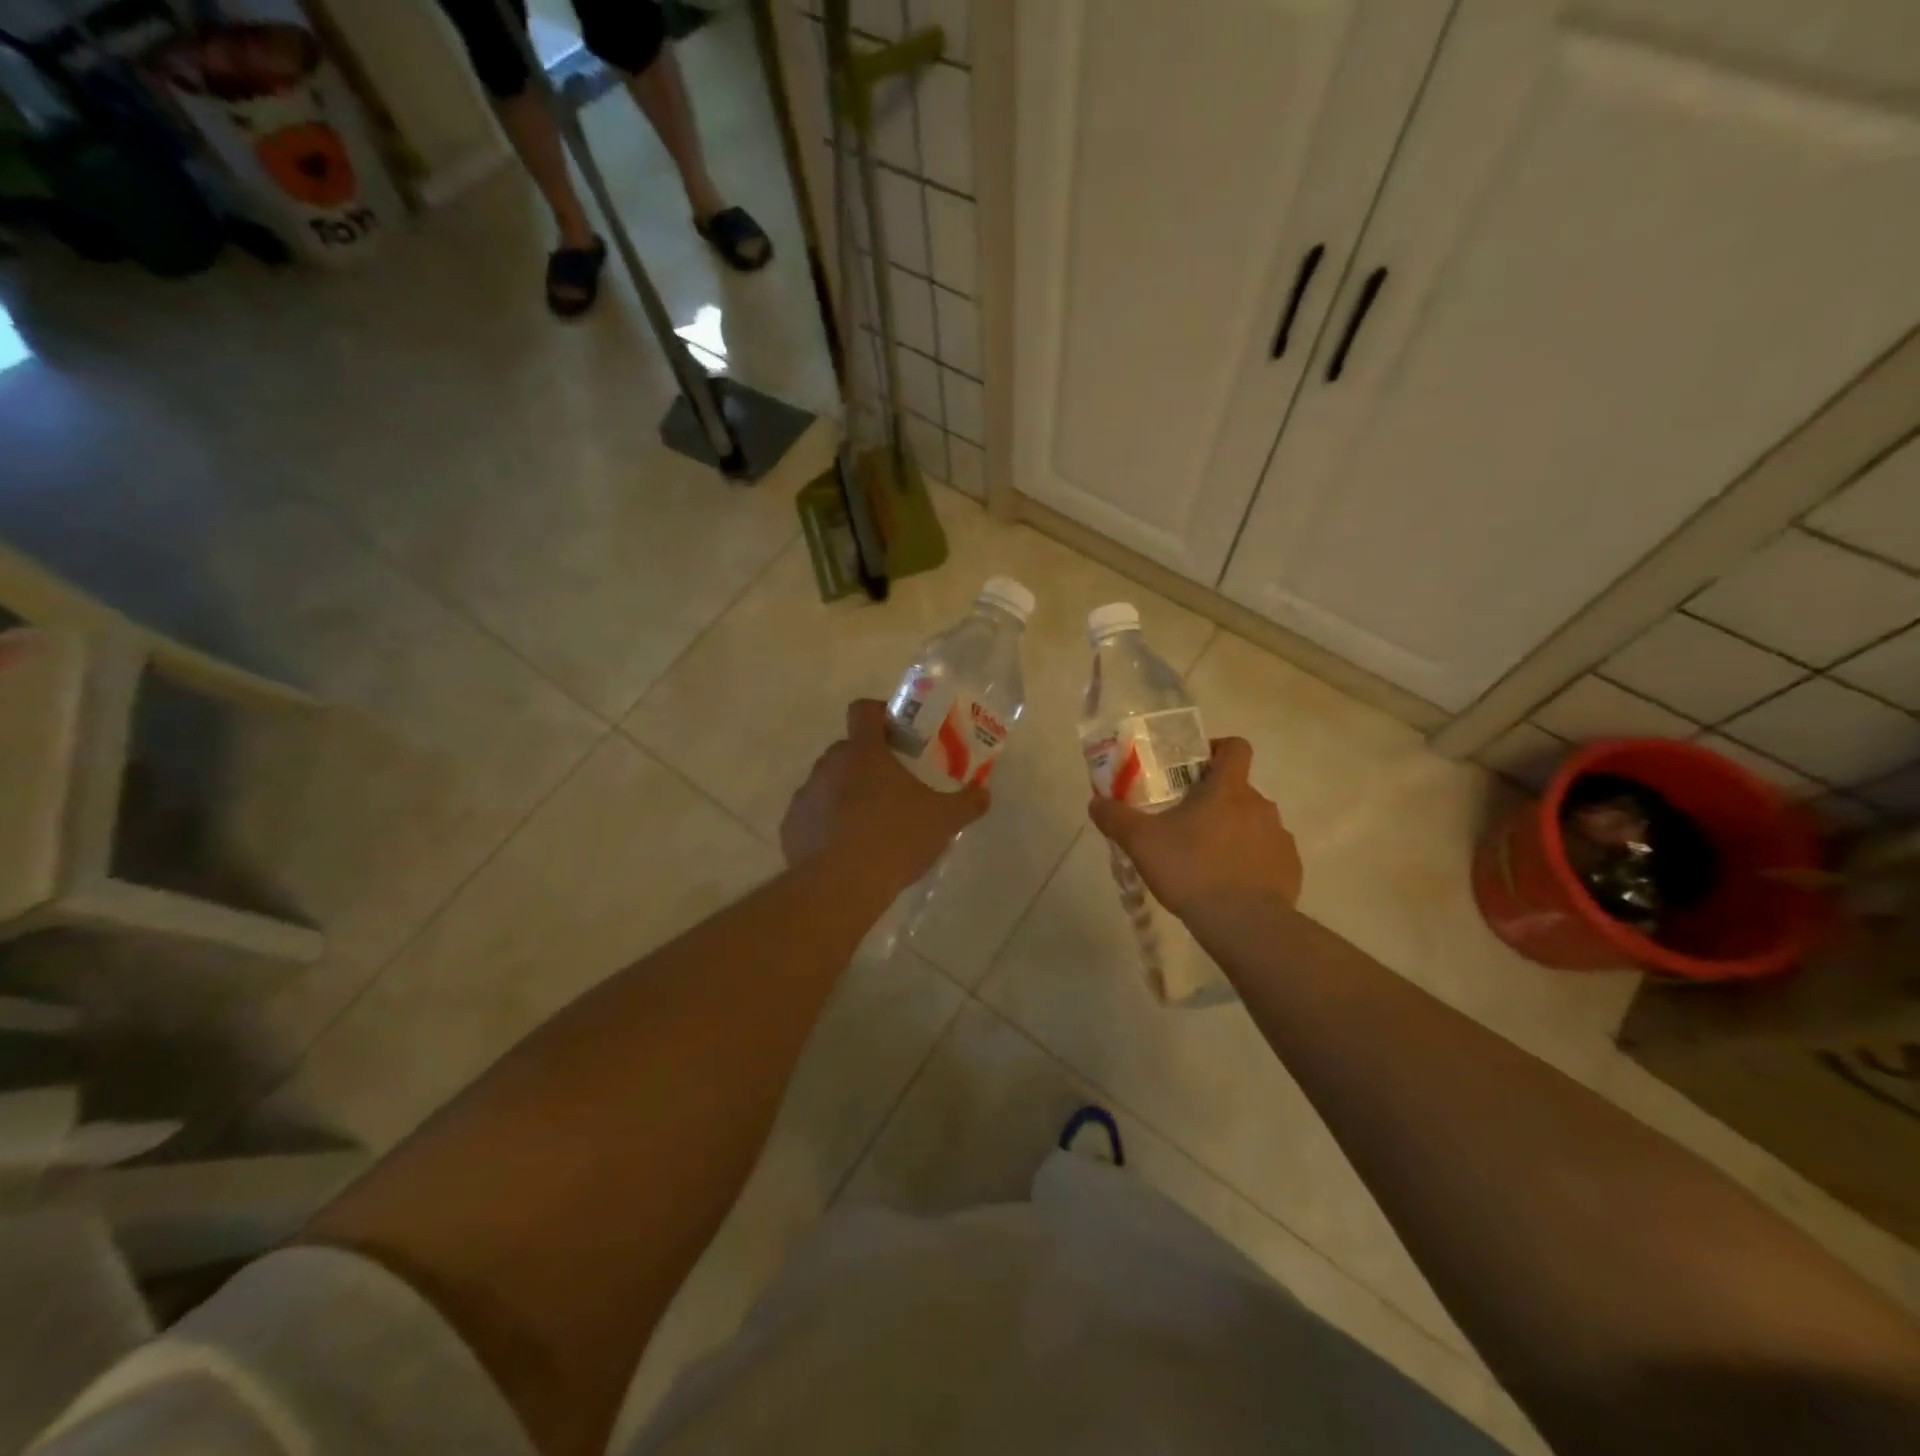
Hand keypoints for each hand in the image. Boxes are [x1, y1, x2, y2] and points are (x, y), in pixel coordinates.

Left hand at [782, 699, 988, 897]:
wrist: (840, 887)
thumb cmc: (895, 839)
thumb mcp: (943, 821)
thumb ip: (967, 803)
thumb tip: (983, 793)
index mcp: (863, 751)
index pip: (863, 710)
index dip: (880, 713)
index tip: (899, 733)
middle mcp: (828, 765)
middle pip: (849, 749)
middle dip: (870, 761)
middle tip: (896, 786)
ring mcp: (805, 795)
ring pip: (829, 782)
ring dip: (848, 793)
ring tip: (872, 823)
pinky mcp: (791, 827)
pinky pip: (813, 815)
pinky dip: (828, 824)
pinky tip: (847, 849)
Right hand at [1088, 737, 1301, 920]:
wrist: (1245, 924)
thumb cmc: (1191, 870)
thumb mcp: (1141, 842)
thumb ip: (1115, 818)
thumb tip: (1095, 803)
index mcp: (1228, 789)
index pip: (1235, 747)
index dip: (1216, 749)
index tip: (1193, 768)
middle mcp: (1260, 805)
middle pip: (1238, 789)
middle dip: (1213, 801)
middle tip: (1183, 823)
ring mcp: (1279, 837)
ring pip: (1252, 823)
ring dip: (1232, 832)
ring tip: (1204, 859)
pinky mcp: (1290, 869)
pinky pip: (1267, 854)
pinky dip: (1249, 862)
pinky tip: (1228, 884)